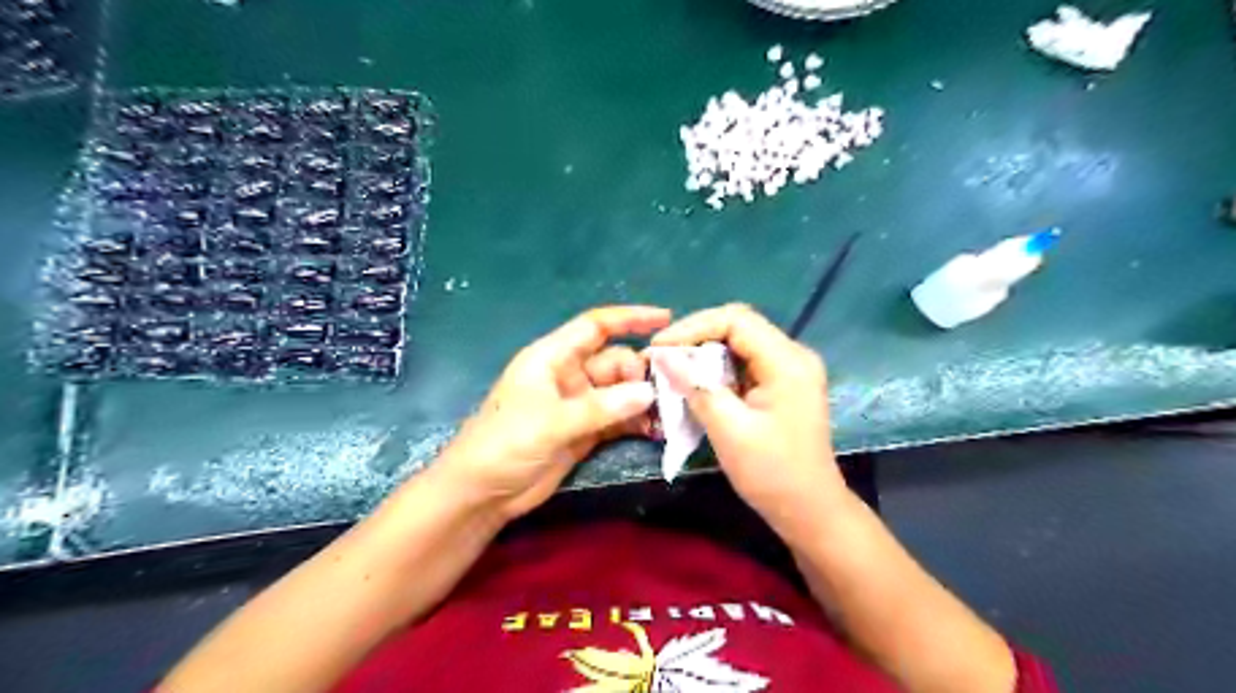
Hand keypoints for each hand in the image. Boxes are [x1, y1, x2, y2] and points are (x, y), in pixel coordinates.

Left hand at [430, 305, 671, 520]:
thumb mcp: (552, 421)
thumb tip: (649, 392)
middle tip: (665, 395)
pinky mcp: (585, 431)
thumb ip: (602, 407)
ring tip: (667, 415)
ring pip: (620, 391)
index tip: (666, 319)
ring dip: (643, 401)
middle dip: (641, 373)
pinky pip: (618, 418)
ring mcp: (578, 404)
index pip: (595, 327)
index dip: (630, 318)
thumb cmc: (505, 444)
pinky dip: (636, 422)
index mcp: (552, 357)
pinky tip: (655, 431)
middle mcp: (568, 375)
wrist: (481, 492)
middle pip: (615, 361)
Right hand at [647, 306, 849, 537]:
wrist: (809, 511)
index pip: (735, 319)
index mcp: (787, 361)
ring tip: (672, 369)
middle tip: (662, 357)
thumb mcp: (728, 429)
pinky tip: (696, 384)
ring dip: (704, 354)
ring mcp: (789, 370)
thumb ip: (695, 387)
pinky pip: (744, 364)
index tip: (660, 348)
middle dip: (696, 338)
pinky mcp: (782, 385)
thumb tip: (662, 356)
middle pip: (738, 327)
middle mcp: (792, 356)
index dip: (693, 327)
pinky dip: (717, 370)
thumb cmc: (772, 473)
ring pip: (739, 344)